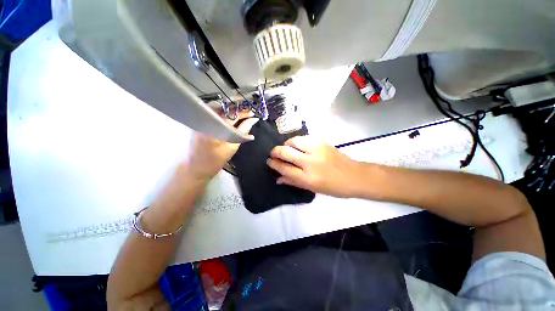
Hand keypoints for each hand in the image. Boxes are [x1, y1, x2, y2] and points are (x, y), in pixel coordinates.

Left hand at [185, 110, 258, 182]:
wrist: (195, 168)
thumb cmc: (215, 160)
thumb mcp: (232, 146)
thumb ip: (243, 131)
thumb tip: (253, 120)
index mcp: (214, 126)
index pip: (232, 114)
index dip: (243, 112)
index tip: (253, 112)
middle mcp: (205, 119)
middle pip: (224, 109)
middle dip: (238, 109)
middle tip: (249, 112)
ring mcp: (200, 119)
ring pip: (219, 110)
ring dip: (231, 111)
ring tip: (241, 115)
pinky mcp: (198, 122)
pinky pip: (213, 114)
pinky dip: (223, 115)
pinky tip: (231, 118)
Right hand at [267, 136, 362, 197]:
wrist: (355, 176)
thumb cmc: (333, 187)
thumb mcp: (312, 189)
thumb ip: (293, 182)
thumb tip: (278, 178)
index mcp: (308, 178)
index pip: (284, 168)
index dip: (274, 164)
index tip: (269, 161)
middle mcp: (310, 162)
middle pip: (285, 152)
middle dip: (275, 151)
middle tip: (273, 153)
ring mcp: (317, 149)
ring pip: (294, 141)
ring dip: (286, 144)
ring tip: (286, 148)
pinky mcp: (322, 142)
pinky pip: (304, 138)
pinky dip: (297, 141)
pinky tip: (298, 146)